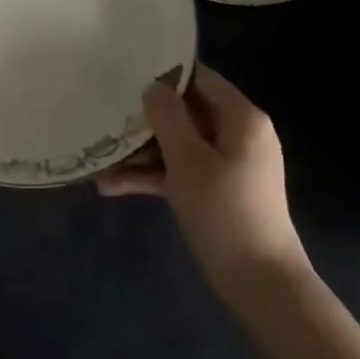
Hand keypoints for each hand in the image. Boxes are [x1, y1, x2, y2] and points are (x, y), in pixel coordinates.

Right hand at [97, 66, 305, 289]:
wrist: (260, 283)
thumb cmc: (224, 212)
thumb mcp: (189, 160)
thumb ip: (168, 117)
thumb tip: (153, 87)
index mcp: (242, 119)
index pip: (200, 79)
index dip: (165, 75)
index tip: (126, 74)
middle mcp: (237, 135)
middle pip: (186, 113)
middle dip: (145, 120)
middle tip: (106, 117)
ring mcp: (227, 165)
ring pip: (178, 146)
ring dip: (141, 154)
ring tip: (99, 161)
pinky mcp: (217, 192)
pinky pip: (180, 172)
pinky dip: (152, 177)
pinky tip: (111, 186)